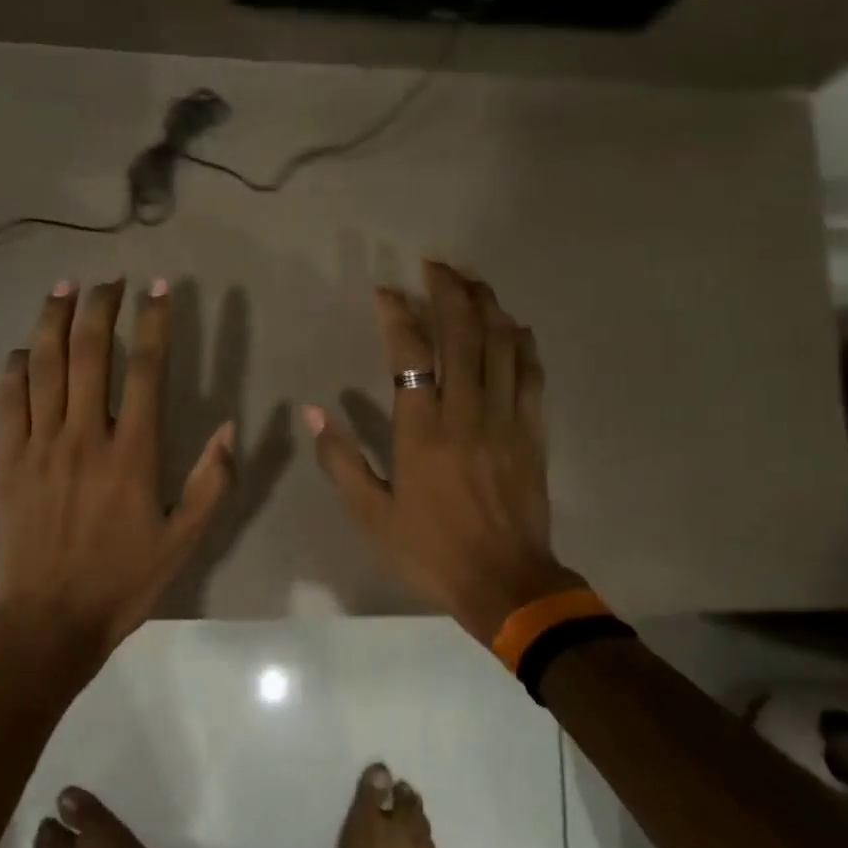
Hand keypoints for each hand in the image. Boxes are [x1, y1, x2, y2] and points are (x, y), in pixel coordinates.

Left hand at [0, 279, 234, 672]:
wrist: (49, 621)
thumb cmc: (123, 581)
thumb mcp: (184, 540)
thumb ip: (210, 483)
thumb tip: (230, 428)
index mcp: (131, 453)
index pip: (145, 370)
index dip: (154, 323)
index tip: (160, 289)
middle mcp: (84, 436)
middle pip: (89, 353)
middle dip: (100, 307)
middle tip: (110, 278)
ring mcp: (39, 445)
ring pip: (43, 366)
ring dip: (53, 321)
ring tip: (64, 288)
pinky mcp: (8, 461)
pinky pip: (8, 400)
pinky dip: (14, 368)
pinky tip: (21, 350)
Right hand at [306, 261, 581, 646]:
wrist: (505, 582)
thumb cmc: (430, 550)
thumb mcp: (371, 514)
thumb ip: (341, 461)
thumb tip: (314, 414)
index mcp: (421, 429)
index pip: (410, 352)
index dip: (397, 313)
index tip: (386, 292)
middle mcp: (465, 411)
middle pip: (462, 333)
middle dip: (449, 290)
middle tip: (436, 265)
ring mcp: (505, 418)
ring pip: (501, 344)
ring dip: (487, 306)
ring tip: (472, 281)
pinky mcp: (533, 431)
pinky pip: (531, 374)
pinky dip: (522, 343)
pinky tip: (514, 326)